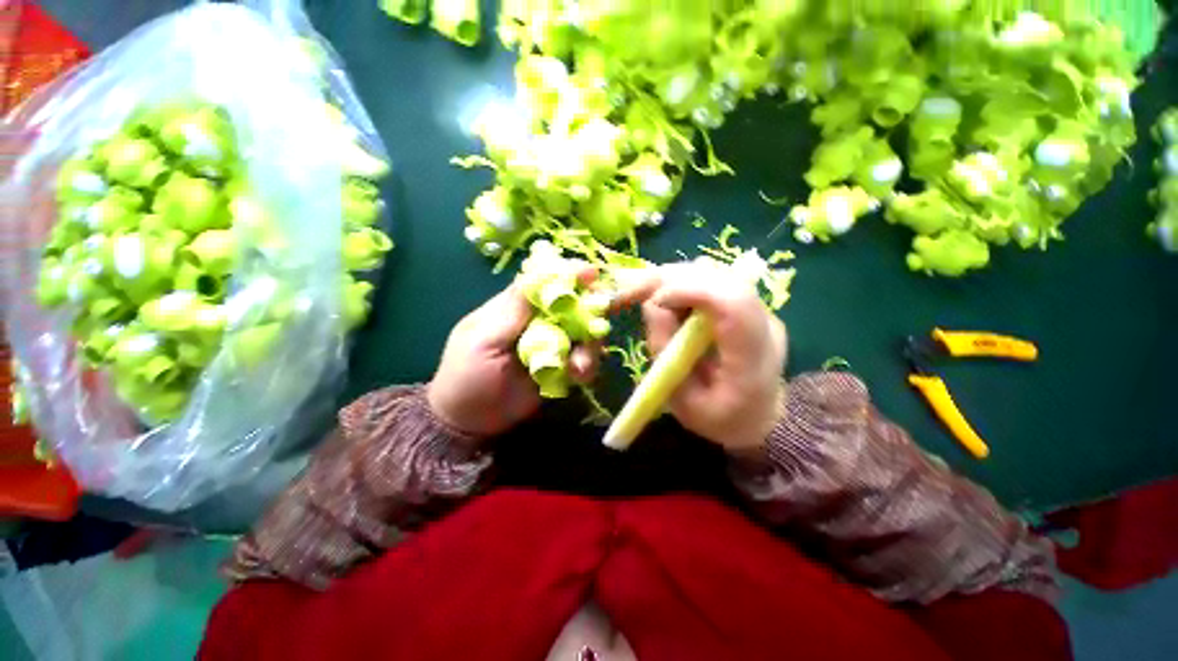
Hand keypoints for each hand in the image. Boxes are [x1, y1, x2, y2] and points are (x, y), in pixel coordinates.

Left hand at [428, 280, 598, 438]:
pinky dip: (586, 366)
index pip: (544, 281)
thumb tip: (537, 273)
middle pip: (573, 305)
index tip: (592, 274)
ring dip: (589, 348)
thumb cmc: (468, 377)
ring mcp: (552, 344)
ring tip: (579, 369)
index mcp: (515, 307)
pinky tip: (578, 378)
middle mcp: (538, 321)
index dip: (569, 274)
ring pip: (583, 334)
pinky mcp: (561, 366)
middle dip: (590, 313)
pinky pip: (582, 359)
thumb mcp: (482, 342)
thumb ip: (511, 311)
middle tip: (601, 324)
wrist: (471, 422)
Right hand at [616, 260, 787, 453]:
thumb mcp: (681, 399)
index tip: (654, 300)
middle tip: (636, 289)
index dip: (691, 290)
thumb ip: (666, 352)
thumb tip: (652, 303)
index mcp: (753, 359)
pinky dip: (686, 282)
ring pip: (719, 274)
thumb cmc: (718, 419)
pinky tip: (668, 297)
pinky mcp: (751, 307)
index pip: (733, 304)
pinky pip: (717, 281)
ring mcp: (762, 312)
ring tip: (648, 293)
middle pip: (723, 280)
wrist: (758, 420)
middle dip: (674, 278)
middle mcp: (766, 325)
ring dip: (677, 278)